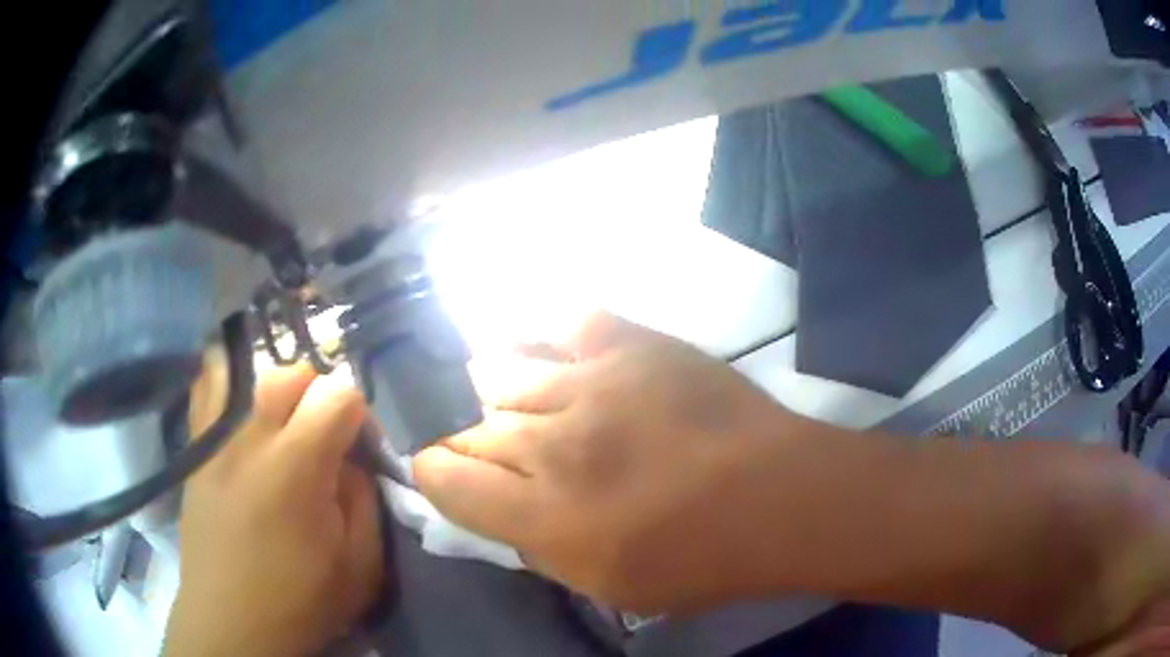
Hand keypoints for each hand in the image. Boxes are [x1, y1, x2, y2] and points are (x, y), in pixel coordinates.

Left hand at [165, 352, 383, 656]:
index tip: (359, 448)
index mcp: (296, 467)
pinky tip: (240, 410)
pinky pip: (207, 390)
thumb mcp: (361, 566)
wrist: (231, 622)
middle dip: (318, 396)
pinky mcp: (194, 449)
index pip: (337, 394)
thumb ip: (366, 500)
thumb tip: (352, 459)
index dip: (358, 414)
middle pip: (291, 373)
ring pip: (249, 374)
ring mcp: (215, 439)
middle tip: (322, 440)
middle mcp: (249, 437)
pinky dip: (228, 384)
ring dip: (277, 393)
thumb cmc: (300, 602)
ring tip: (281, 431)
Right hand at [413, 312, 803, 614]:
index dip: (432, 473)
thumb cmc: (699, 559)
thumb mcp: (606, 586)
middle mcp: (552, 444)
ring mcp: (591, 385)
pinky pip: (562, 320)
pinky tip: (529, 339)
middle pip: (467, 426)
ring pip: (502, 375)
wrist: (780, 496)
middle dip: (459, 436)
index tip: (442, 473)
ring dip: (489, 390)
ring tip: (492, 393)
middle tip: (473, 440)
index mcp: (542, 515)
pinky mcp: (632, 345)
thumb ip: (536, 548)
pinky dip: (537, 328)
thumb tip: (497, 507)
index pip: (444, 478)